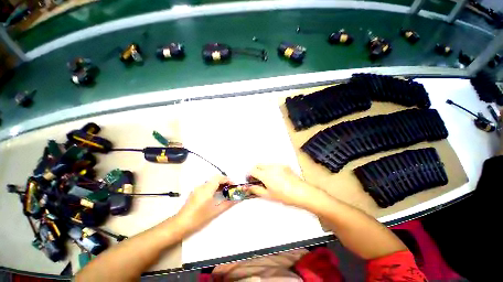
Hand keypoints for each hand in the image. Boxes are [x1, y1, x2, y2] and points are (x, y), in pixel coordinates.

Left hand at [175, 175, 235, 234]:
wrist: (180, 224)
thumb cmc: (199, 218)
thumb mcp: (215, 211)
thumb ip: (227, 204)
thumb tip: (237, 200)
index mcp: (207, 189)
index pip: (219, 178)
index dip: (227, 179)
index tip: (233, 185)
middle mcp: (202, 186)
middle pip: (215, 179)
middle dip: (224, 182)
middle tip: (230, 188)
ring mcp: (197, 189)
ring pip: (211, 182)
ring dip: (219, 184)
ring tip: (225, 192)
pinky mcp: (195, 193)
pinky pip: (207, 186)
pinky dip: (213, 187)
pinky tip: (216, 195)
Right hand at [247, 165, 324, 208]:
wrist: (301, 192)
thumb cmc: (285, 196)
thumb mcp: (268, 195)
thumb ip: (256, 190)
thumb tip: (248, 188)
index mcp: (265, 175)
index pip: (252, 170)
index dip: (249, 175)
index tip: (250, 180)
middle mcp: (271, 167)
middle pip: (258, 165)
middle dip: (255, 171)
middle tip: (258, 180)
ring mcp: (278, 165)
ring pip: (266, 165)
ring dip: (263, 170)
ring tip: (268, 180)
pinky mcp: (284, 165)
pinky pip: (274, 165)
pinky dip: (271, 169)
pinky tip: (277, 178)